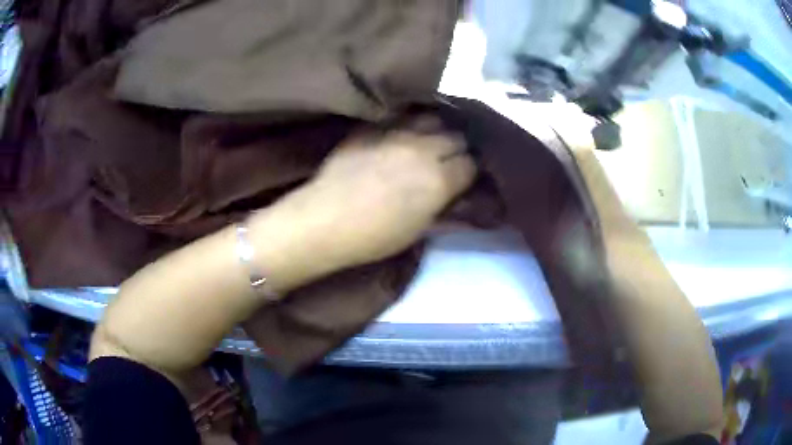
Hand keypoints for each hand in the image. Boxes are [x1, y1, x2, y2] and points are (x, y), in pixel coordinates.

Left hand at [267, 123, 475, 271]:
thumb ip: (443, 207)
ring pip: (431, 118)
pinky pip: (400, 116)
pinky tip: (404, 131)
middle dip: (457, 148)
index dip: (469, 171)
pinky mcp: (372, 126)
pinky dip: (409, 123)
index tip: (462, 178)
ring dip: (436, 129)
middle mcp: (424, 149)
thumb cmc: (374, 236)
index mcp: (439, 179)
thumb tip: (457, 195)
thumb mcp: (418, 230)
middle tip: (447, 159)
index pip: (471, 164)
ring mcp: (396, 132)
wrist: (325, 220)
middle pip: (456, 136)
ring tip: (428, 140)